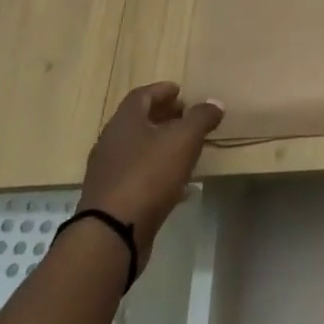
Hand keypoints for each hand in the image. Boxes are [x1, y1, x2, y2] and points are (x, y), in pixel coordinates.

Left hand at [78, 83, 222, 241]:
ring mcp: (108, 172)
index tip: (181, 92)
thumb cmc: (149, 175)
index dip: (163, 90)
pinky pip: (138, 175)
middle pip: (138, 121)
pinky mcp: (112, 198)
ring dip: (161, 145)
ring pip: (138, 149)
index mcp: (125, 121)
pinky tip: (179, 185)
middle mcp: (111, 142)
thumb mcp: (184, 139)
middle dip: (164, 116)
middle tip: (186, 117)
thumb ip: (202, 117)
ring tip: (186, 149)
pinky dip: (158, 172)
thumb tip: (214, 103)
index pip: (142, 95)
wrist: (112, 232)